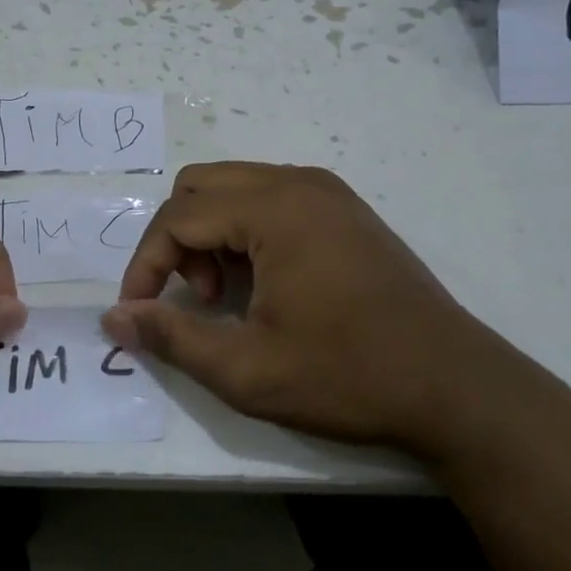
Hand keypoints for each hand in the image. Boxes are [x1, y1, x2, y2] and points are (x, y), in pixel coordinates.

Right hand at [102, 162, 529, 461]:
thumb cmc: (349, 376)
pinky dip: (244, 229)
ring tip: (229, 295)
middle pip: (200, 186)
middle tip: (198, 299)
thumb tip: (114, 318)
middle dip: (178, 240)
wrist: (456, 387)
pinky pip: (269, 197)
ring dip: (210, 233)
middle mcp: (297, 183)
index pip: (178, 216)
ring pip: (233, 187)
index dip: (146, 264)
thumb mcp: (248, 370)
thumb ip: (172, 337)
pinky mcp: (344, 209)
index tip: (139, 312)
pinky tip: (264, 282)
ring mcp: (326, 191)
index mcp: (274, 209)